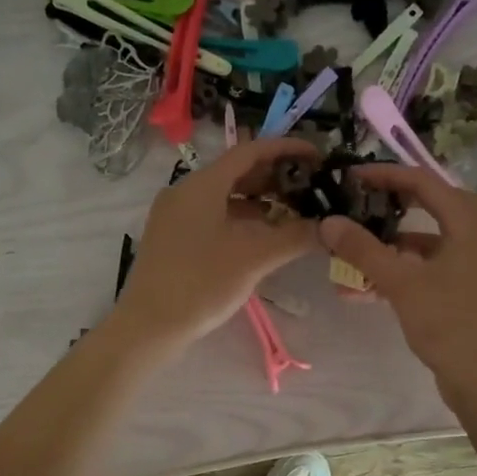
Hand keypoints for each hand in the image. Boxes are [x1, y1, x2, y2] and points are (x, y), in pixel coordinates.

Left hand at [109, 138, 319, 352]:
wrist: (149, 326)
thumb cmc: (202, 284)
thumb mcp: (254, 258)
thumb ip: (294, 236)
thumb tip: (327, 227)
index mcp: (202, 185)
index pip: (250, 151)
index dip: (286, 149)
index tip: (318, 156)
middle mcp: (185, 191)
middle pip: (236, 171)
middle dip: (275, 177)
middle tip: (310, 187)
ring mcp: (176, 215)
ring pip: (225, 195)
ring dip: (260, 200)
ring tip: (293, 212)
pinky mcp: (173, 237)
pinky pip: (213, 215)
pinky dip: (241, 218)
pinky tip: (263, 235)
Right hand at [317, 165, 476, 391]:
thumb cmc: (447, 323)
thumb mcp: (401, 283)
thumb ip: (364, 250)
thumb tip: (329, 222)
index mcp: (472, 229)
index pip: (429, 184)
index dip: (391, 176)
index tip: (356, 177)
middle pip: (438, 208)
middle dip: (399, 205)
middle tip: (367, 203)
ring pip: (435, 243)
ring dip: (398, 244)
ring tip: (361, 251)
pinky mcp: (471, 294)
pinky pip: (436, 270)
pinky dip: (407, 271)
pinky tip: (374, 286)